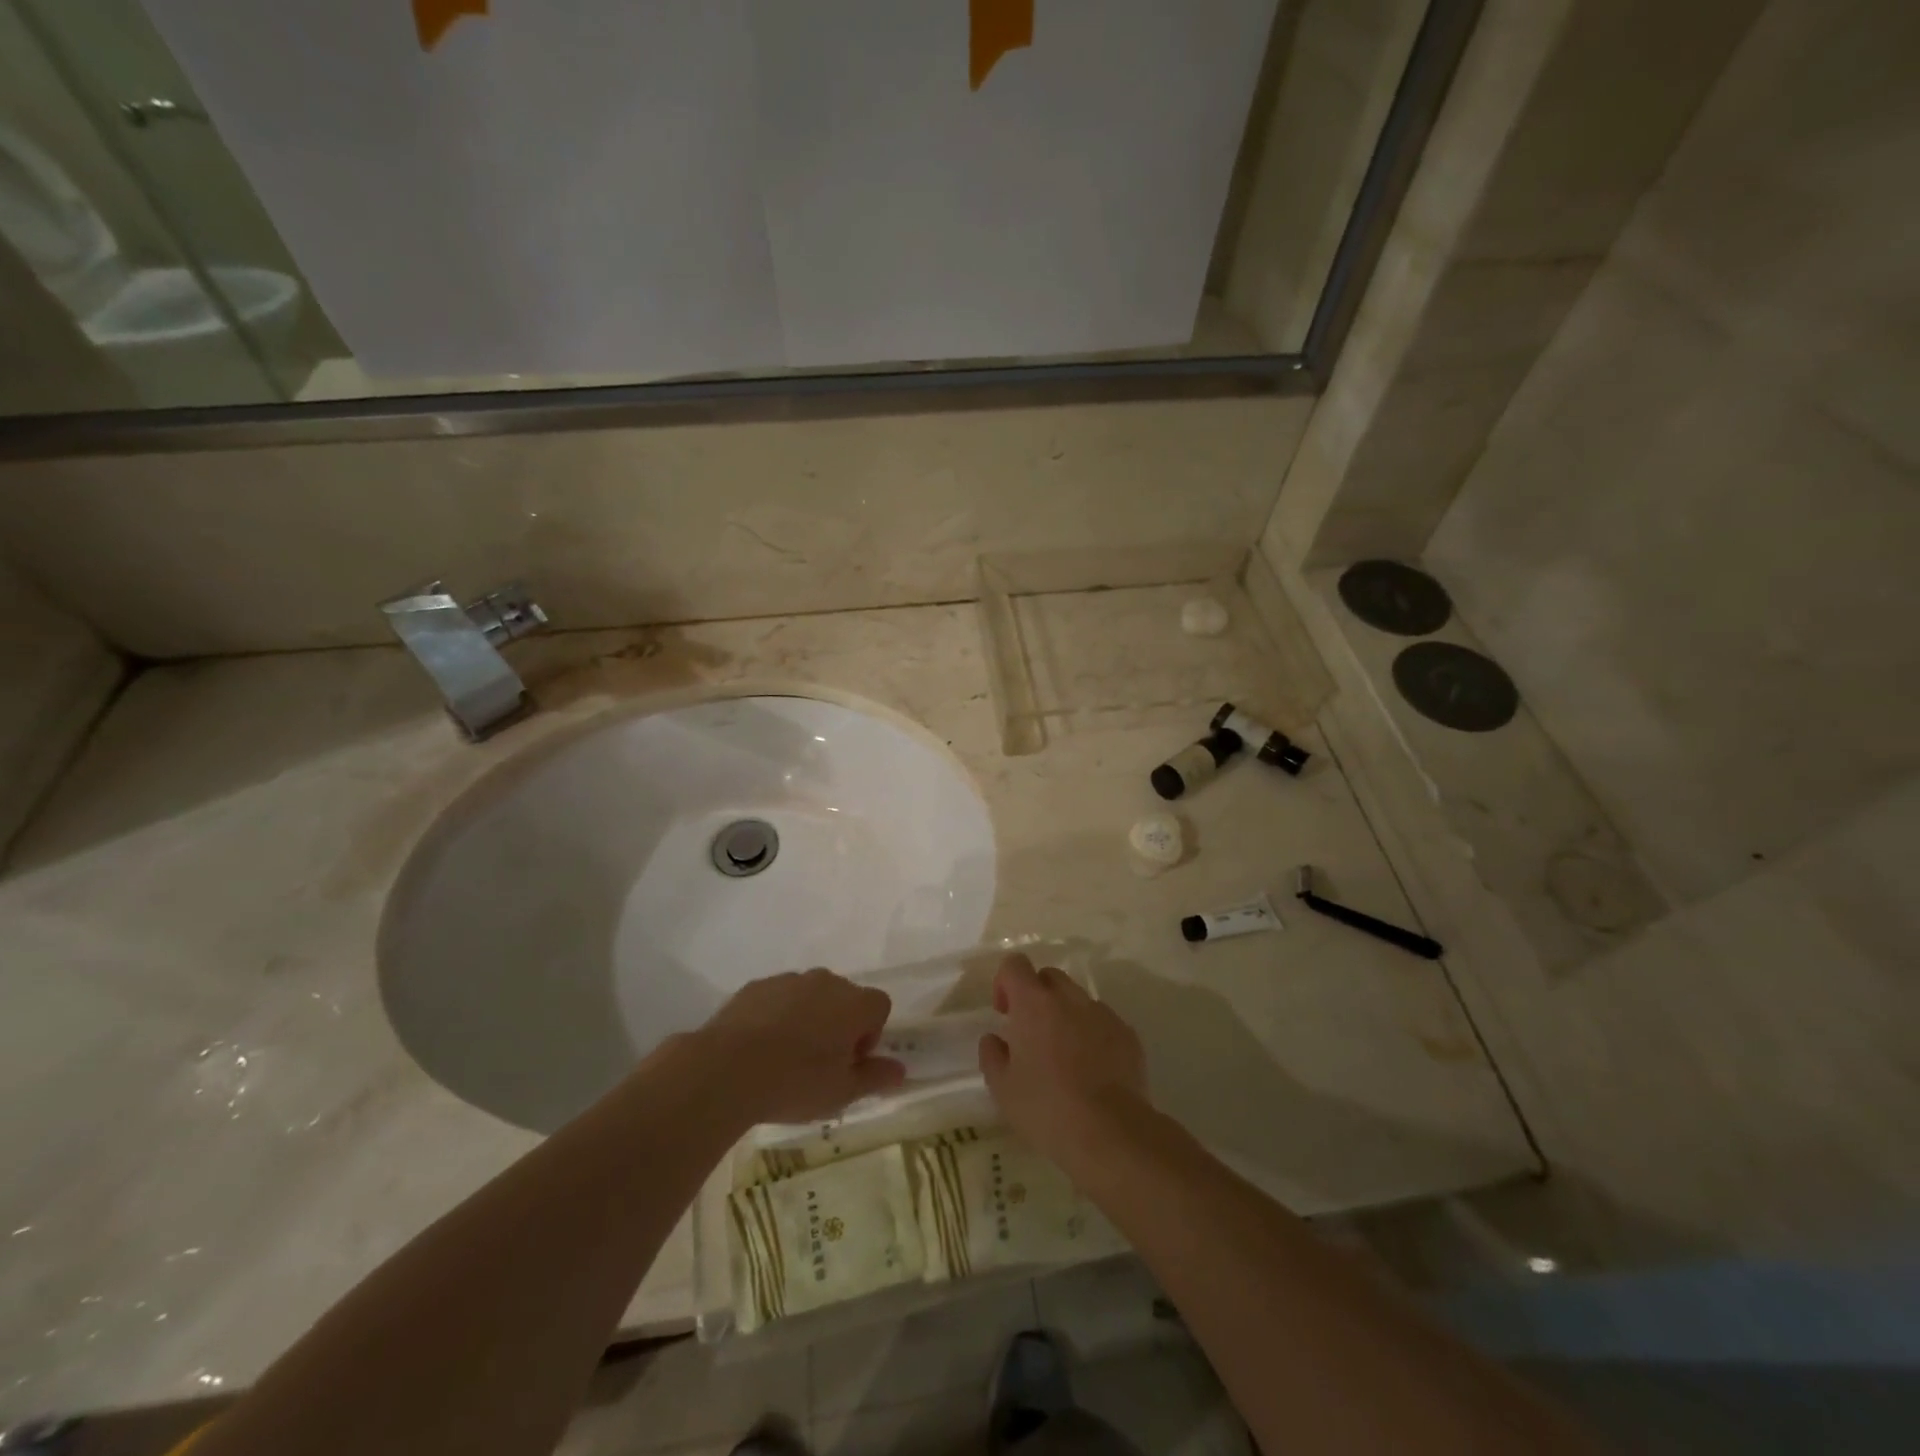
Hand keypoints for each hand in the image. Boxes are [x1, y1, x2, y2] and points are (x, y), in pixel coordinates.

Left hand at [700, 968, 906, 1124]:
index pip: (880, 1006)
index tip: (849, 1062)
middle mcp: (826, 981)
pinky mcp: (757, 985)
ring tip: (787, 1057)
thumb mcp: (842, 1092)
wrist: (727, 1069)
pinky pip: (779, 998)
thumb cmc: (795, 1082)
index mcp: (854, 1003)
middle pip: (845, 998)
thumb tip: (899, 1070)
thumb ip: (875, 1077)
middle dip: (840, 1024)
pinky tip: (761, 1048)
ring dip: (808, 1018)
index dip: (870, 1035)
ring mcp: (789, 979)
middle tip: (821, 1064)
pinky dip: (778, 1016)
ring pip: (811, 996)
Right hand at [978, 953, 1148, 1172]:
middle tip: (1031, 1034)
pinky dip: (1092, 1035)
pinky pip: (1102, 1022)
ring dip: (1066, 1016)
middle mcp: (1069, 998)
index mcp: (1034, 1003)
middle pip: (1049, 977)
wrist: (1111, 1133)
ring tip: (1064, 1057)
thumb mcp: (1002, 1088)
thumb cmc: (1047, 1109)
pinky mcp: (1127, 1034)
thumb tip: (994, 1039)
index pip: (1015, 965)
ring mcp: (1102, 1014)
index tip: (1005, 1013)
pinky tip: (1092, 1071)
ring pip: (1078, 1000)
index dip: (1005, 982)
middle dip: (1037, 996)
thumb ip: (992, 1054)